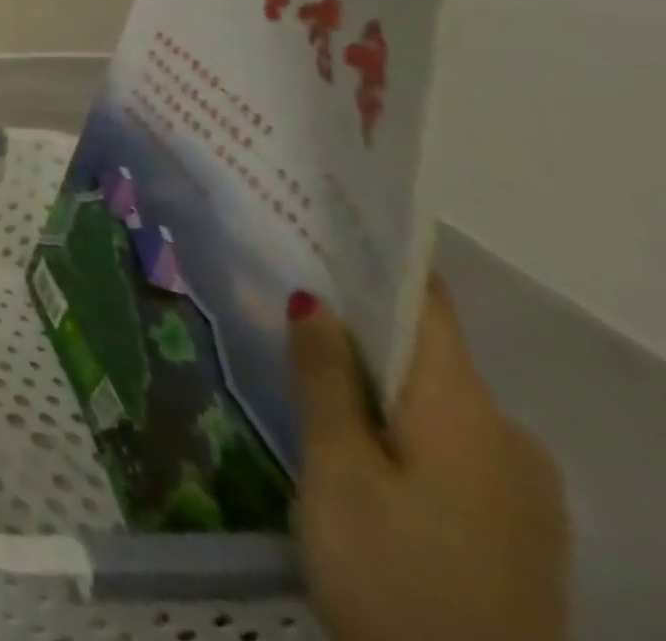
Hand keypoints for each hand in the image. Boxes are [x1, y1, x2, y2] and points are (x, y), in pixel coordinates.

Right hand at [290, 278, 569, 640]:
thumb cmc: (391, 574)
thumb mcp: (338, 470)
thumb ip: (324, 377)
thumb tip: (311, 297)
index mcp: (469, 413)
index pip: (428, 307)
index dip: (376, 260)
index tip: (320, 222)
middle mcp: (509, 437)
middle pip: (425, 351)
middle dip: (354, 317)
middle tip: (276, 285)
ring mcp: (519, 487)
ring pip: (431, 397)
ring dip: (368, 369)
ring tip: (293, 348)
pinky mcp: (510, 523)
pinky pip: (445, 438)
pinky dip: (392, 414)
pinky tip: (341, 423)